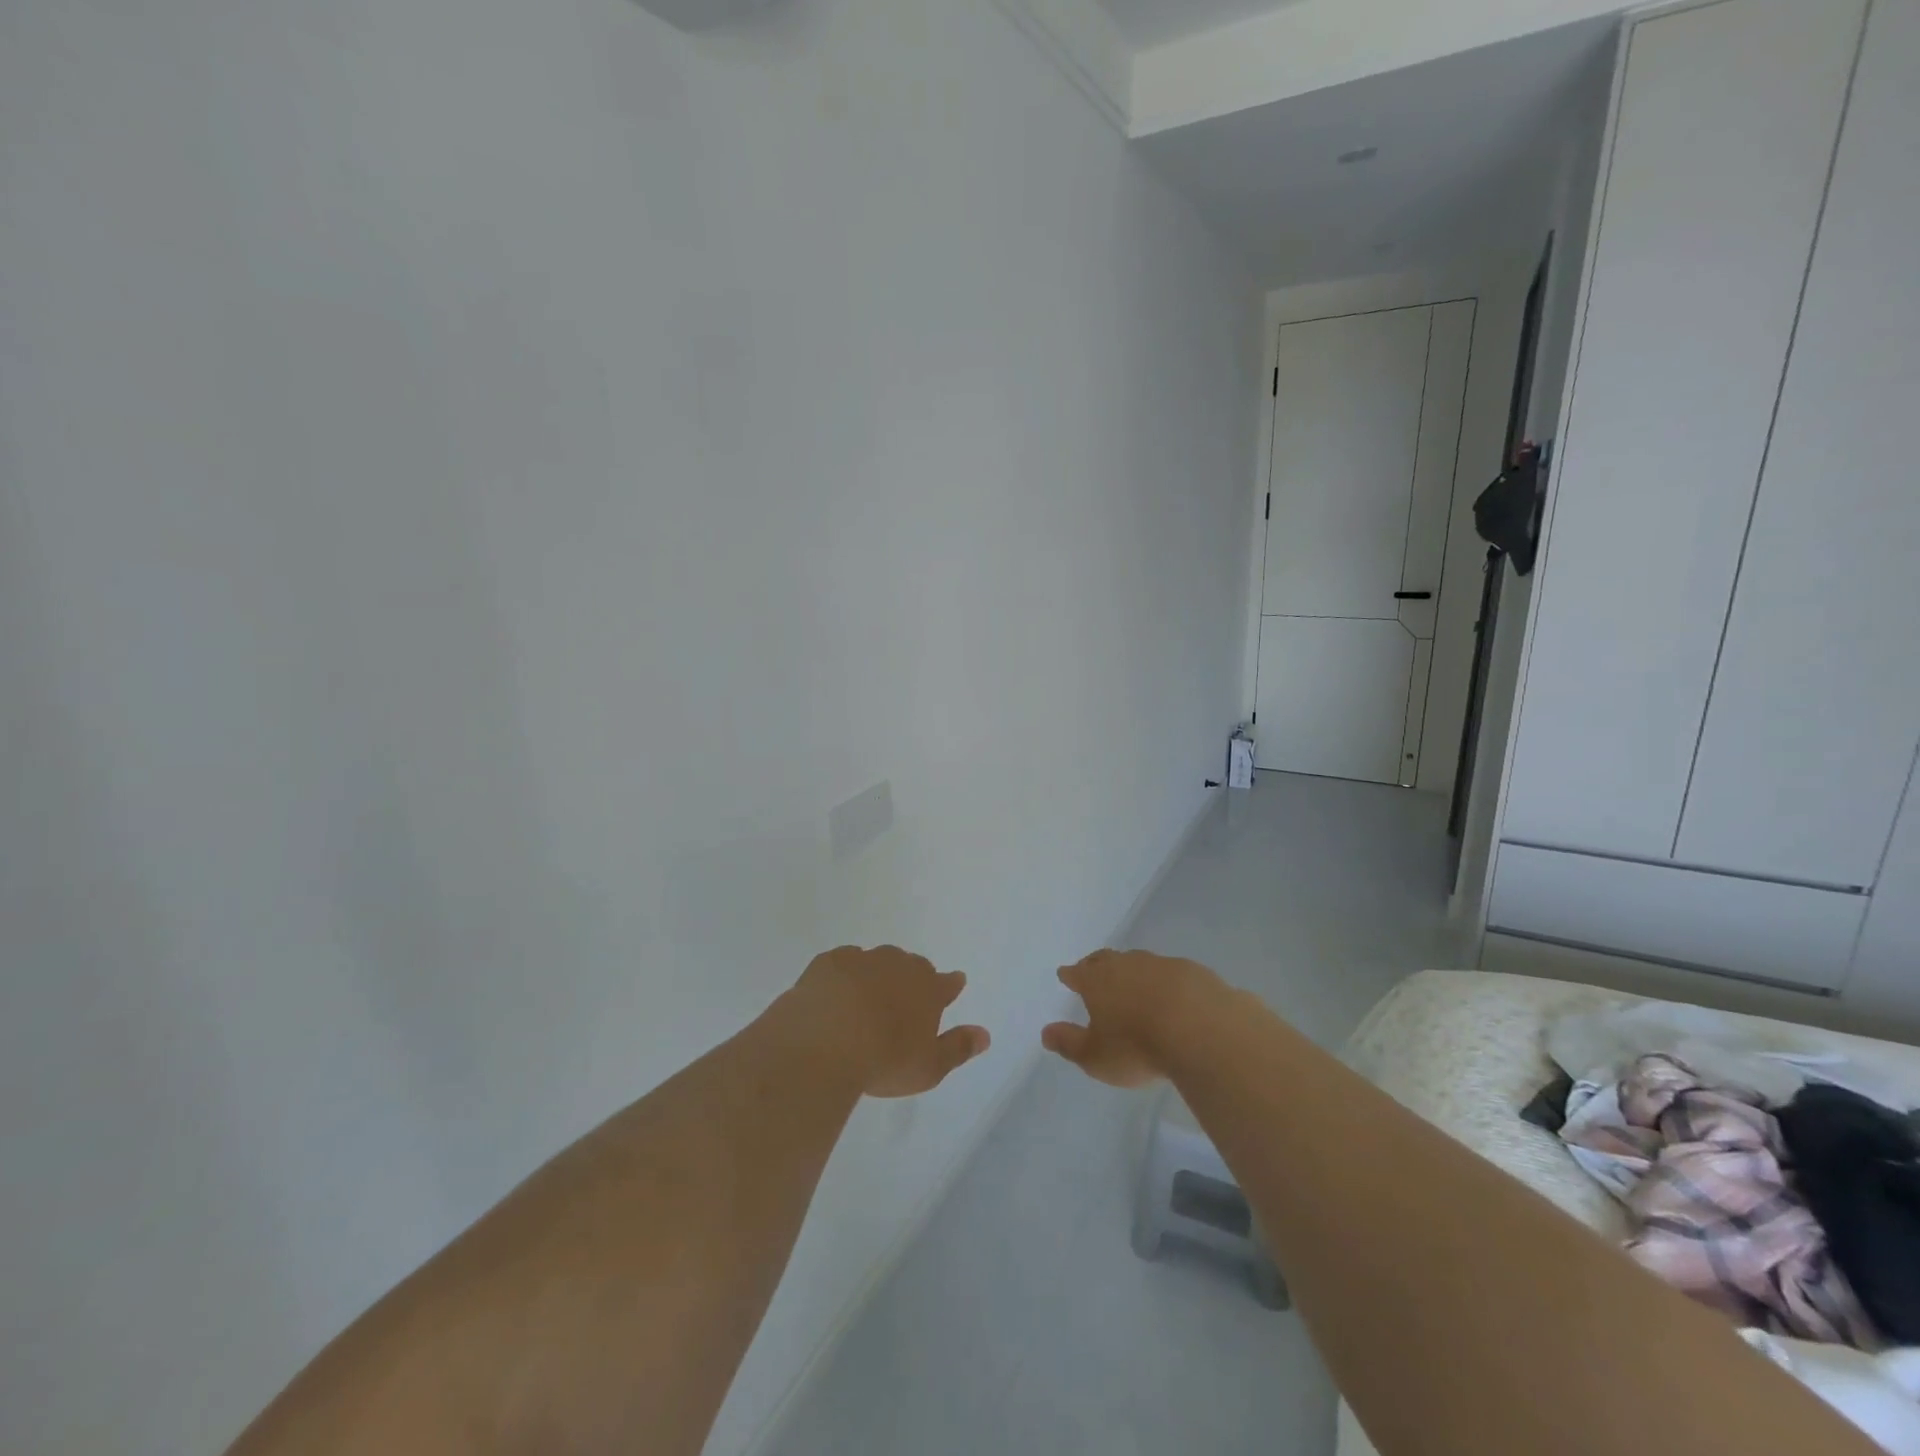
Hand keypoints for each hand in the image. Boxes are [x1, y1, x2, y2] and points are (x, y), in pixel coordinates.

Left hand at [787, 946, 990, 1098]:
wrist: (824, 1045)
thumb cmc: (884, 1061)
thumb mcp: (929, 1068)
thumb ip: (958, 1048)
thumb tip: (985, 1034)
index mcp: (927, 988)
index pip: (947, 982)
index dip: (950, 985)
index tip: (952, 986)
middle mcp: (898, 965)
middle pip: (911, 966)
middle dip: (911, 979)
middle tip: (903, 1001)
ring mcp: (863, 959)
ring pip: (877, 960)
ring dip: (877, 975)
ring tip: (868, 999)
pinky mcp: (829, 961)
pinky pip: (844, 962)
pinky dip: (845, 975)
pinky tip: (837, 992)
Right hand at [1042, 949, 1221, 1087]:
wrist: (1202, 1030)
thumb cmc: (1137, 1047)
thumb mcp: (1095, 1056)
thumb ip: (1069, 1044)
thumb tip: (1045, 1033)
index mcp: (1098, 981)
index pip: (1078, 973)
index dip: (1070, 975)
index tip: (1064, 974)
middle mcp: (1127, 965)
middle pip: (1106, 959)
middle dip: (1096, 965)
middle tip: (1092, 969)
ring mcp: (1162, 965)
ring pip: (1140, 963)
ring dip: (1134, 972)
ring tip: (1134, 984)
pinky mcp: (1194, 972)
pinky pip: (1173, 974)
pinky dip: (1167, 982)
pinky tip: (1174, 996)